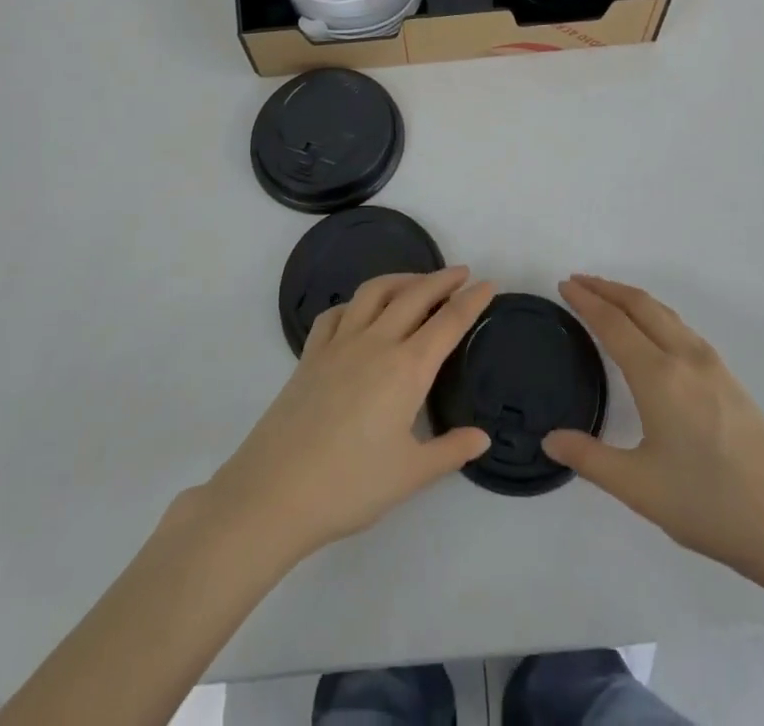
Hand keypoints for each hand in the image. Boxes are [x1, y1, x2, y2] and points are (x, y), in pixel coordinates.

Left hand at [200, 268, 493, 562]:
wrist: (275, 492)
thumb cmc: (350, 486)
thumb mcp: (410, 475)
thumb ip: (450, 451)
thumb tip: (482, 438)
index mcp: (407, 368)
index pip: (448, 323)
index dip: (472, 301)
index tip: (488, 284)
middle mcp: (376, 342)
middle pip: (414, 295)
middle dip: (442, 279)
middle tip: (462, 273)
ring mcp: (339, 343)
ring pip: (374, 292)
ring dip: (401, 279)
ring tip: (417, 282)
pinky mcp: (311, 354)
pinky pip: (336, 313)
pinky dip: (356, 302)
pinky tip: (360, 311)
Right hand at [543, 275, 763, 586]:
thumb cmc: (710, 505)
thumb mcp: (640, 488)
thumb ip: (590, 459)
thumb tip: (550, 440)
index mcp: (659, 376)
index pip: (613, 323)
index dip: (586, 302)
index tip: (564, 285)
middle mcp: (685, 357)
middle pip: (640, 305)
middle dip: (607, 288)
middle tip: (578, 282)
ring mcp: (712, 365)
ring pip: (664, 313)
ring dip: (632, 298)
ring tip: (608, 298)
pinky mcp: (729, 379)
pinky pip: (681, 328)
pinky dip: (654, 314)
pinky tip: (651, 332)